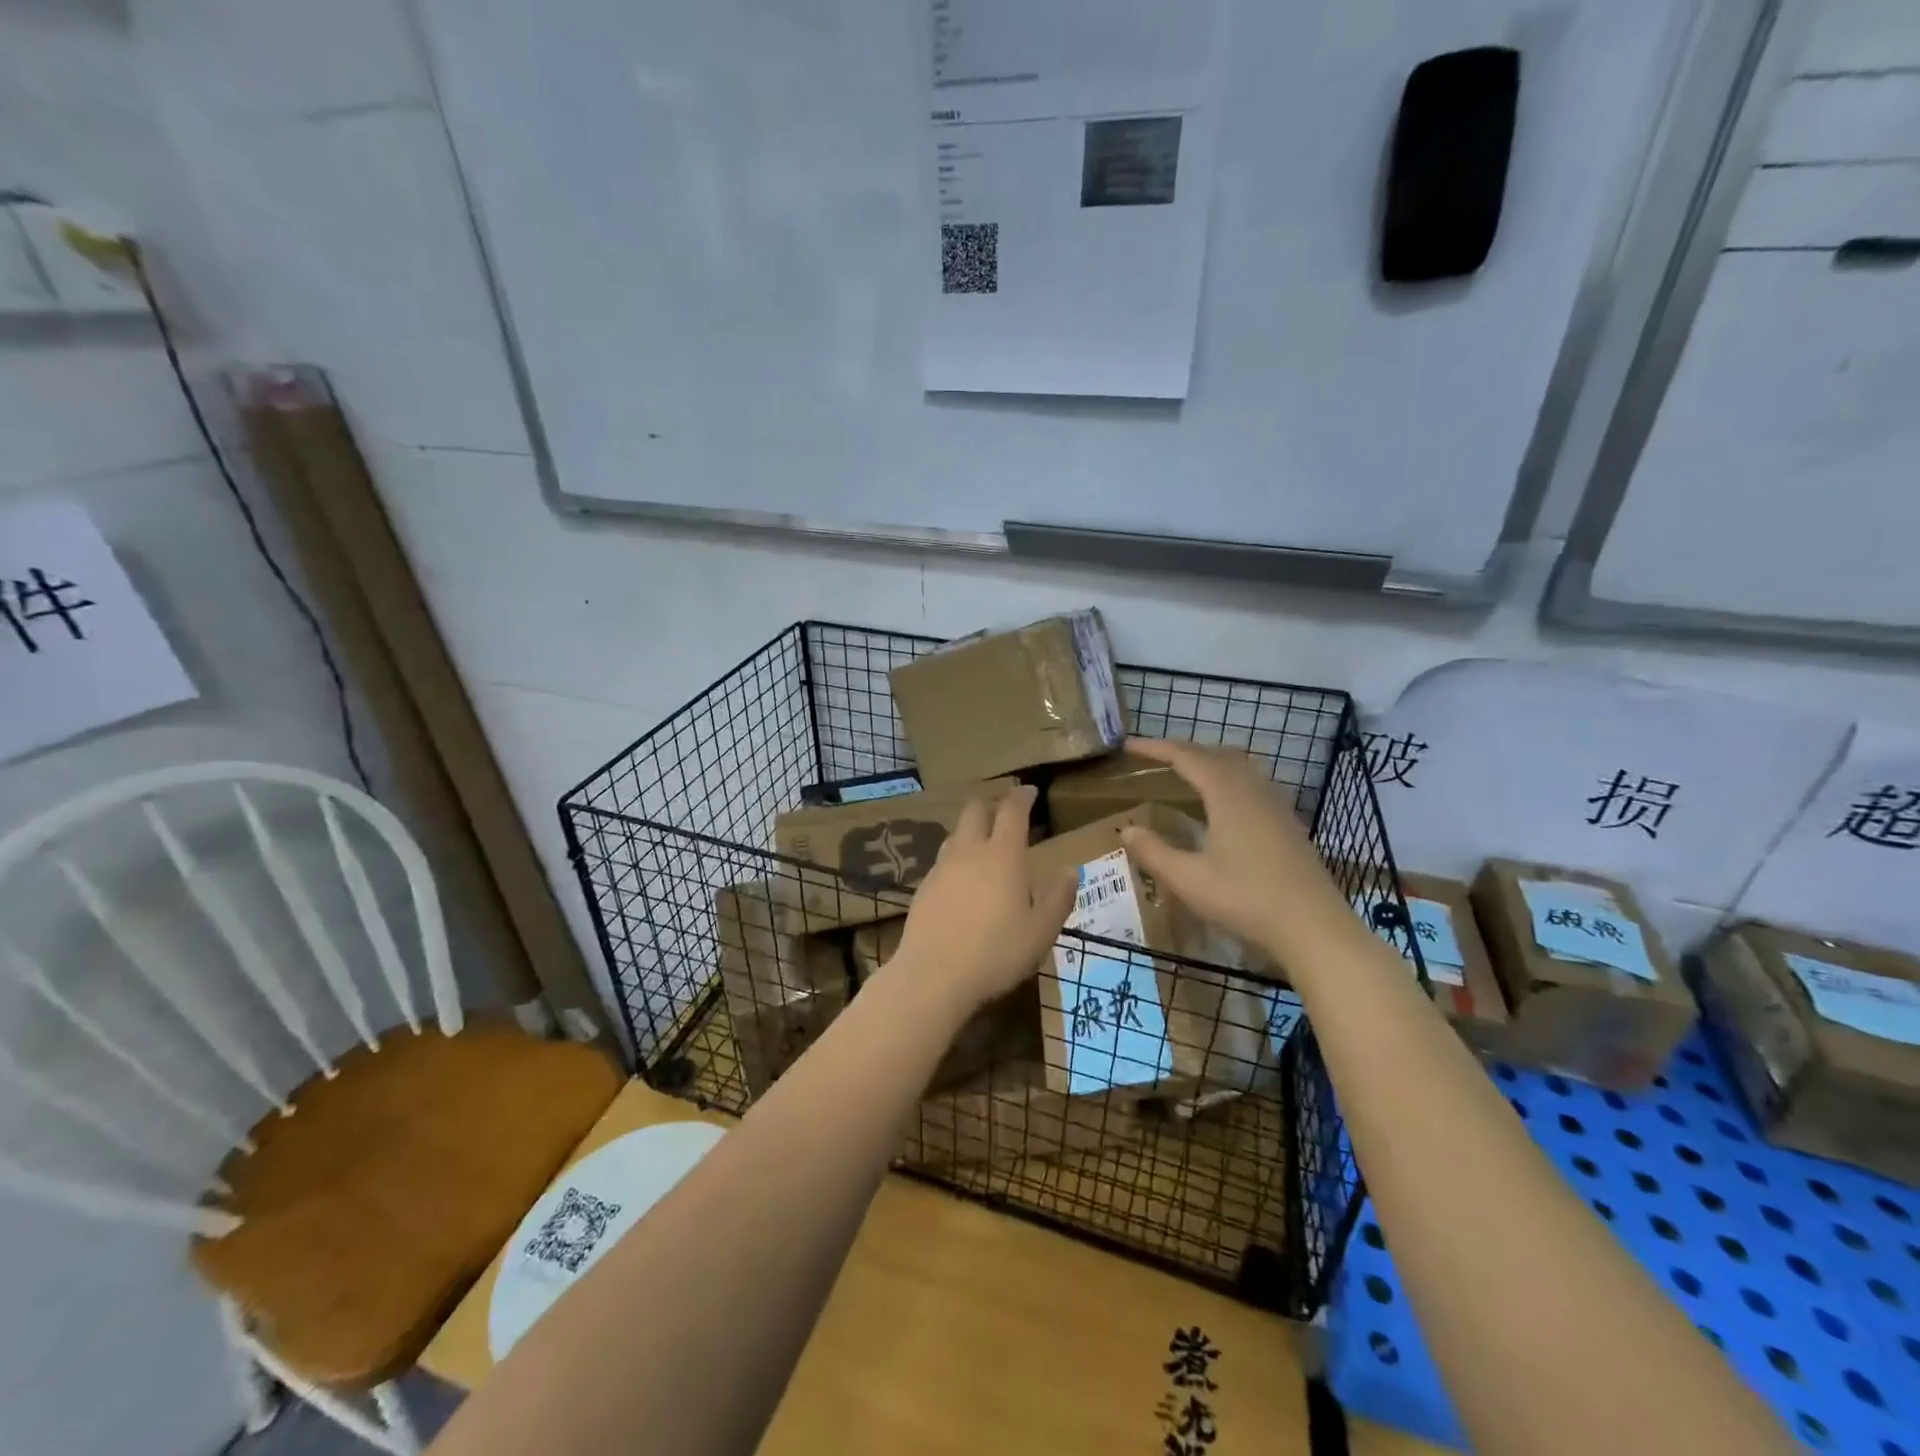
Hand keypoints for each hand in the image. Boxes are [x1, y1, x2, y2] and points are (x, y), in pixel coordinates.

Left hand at [888, 785, 1076, 1015]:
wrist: (933, 976)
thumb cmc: (996, 953)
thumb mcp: (1041, 932)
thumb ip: (1058, 898)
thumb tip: (1069, 870)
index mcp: (1003, 855)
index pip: (1012, 810)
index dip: (1022, 796)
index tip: (1029, 791)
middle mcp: (969, 852)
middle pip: (975, 810)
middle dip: (991, 804)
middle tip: (1005, 811)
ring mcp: (942, 868)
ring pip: (956, 833)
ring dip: (971, 830)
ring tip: (984, 844)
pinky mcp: (923, 887)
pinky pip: (943, 860)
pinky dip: (957, 858)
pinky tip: (962, 880)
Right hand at [1118, 737, 1350, 958]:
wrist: (1314, 927)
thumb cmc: (1246, 899)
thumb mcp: (1188, 879)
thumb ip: (1154, 852)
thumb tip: (1126, 830)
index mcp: (1227, 793)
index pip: (1186, 757)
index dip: (1155, 748)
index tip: (1129, 746)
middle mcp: (1253, 789)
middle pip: (1215, 753)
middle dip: (1183, 750)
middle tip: (1155, 758)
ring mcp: (1275, 805)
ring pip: (1239, 766)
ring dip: (1209, 761)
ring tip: (1186, 773)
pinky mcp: (1288, 823)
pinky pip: (1253, 782)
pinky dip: (1228, 778)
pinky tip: (1223, 804)